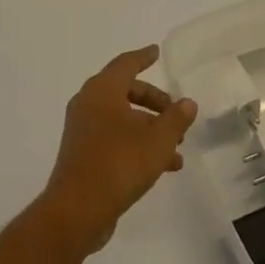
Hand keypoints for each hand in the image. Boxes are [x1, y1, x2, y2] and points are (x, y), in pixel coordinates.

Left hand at [39, 47, 196, 253]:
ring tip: (177, 150)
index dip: (143, 57)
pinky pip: (115, 138)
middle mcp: (88, 104)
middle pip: (126, 92)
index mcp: (102, 90)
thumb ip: (176, 118)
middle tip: (176, 113)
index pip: (126, 64)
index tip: (156, 52)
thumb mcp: (158, 140)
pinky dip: (137, 144)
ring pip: (122, 119)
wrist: (77, 211)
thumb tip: (187, 103)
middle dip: (154, 102)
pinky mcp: (82, 154)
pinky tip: (162, 167)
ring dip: (150, 128)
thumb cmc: (119, 164)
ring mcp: (83, 130)